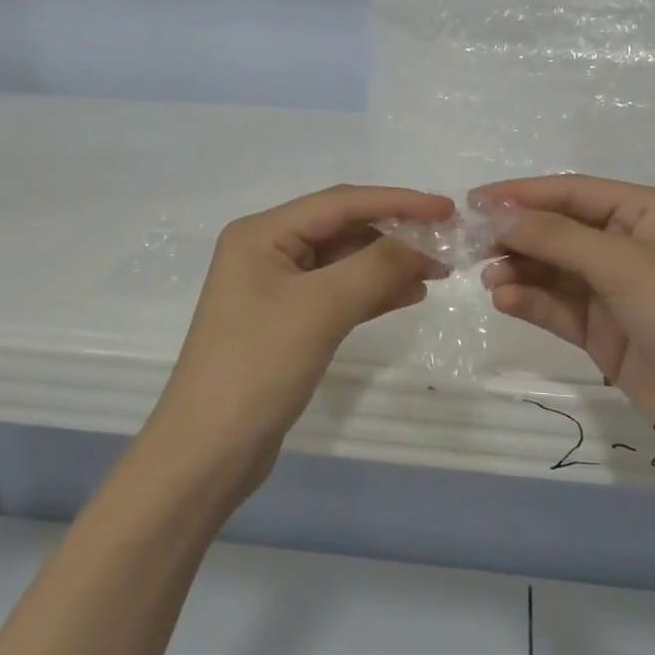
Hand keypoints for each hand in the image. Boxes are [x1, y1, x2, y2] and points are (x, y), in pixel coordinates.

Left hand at [150, 185, 451, 495]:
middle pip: (342, 228)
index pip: (340, 203)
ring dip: (389, 263)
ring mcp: (277, 288)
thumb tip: (420, 244)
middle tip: (446, 244)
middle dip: (395, 234)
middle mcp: (267, 251)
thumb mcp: (321, 309)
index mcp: (262, 233)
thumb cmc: (258, 367)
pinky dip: (373, 291)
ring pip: (344, 261)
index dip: (397, 201)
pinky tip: (409, 293)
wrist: (208, 453)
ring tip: (437, 271)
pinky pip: (338, 292)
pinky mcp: (288, 321)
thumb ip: (375, 268)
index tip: (446, 209)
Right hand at [474, 175, 654, 490]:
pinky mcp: (607, 333)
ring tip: (487, 277)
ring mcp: (617, 291)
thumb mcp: (622, 263)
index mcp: (644, 212)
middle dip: (517, 234)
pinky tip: (505, 300)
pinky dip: (532, 301)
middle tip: (470, 244)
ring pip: (554, 270)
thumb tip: (497, 214)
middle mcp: (629, 245)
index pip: (571, 193)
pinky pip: (559, 307)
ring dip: (520, 270)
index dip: (522, 194)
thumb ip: (555, 237)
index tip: (473, 201)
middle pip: (559, 230)